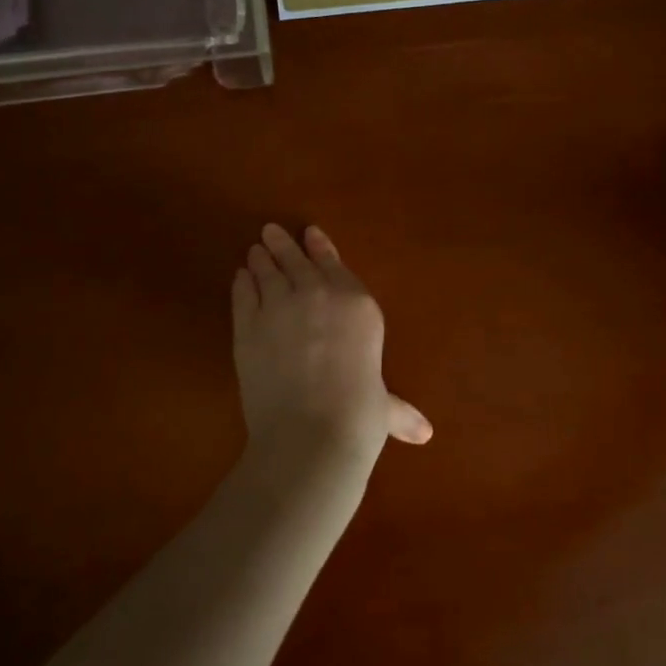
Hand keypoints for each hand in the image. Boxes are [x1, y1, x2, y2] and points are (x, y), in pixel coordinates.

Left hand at [231, 225, 431, 472]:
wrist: (310, 432)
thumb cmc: (359, 416)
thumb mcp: (384, 408)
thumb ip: (399, 410)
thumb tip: (425, 434)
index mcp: (358, 305)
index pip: (334, 264)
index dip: (320, 247)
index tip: (309, 233)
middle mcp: (318, 295)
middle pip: (297, 261)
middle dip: (284, 245)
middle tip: (270, 231)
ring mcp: (279, 307)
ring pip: (266, 272)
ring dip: (260, 259)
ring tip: (254, 250)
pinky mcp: (247, 326)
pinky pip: (243, 295)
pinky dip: (241, 284)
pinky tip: (240, 278)